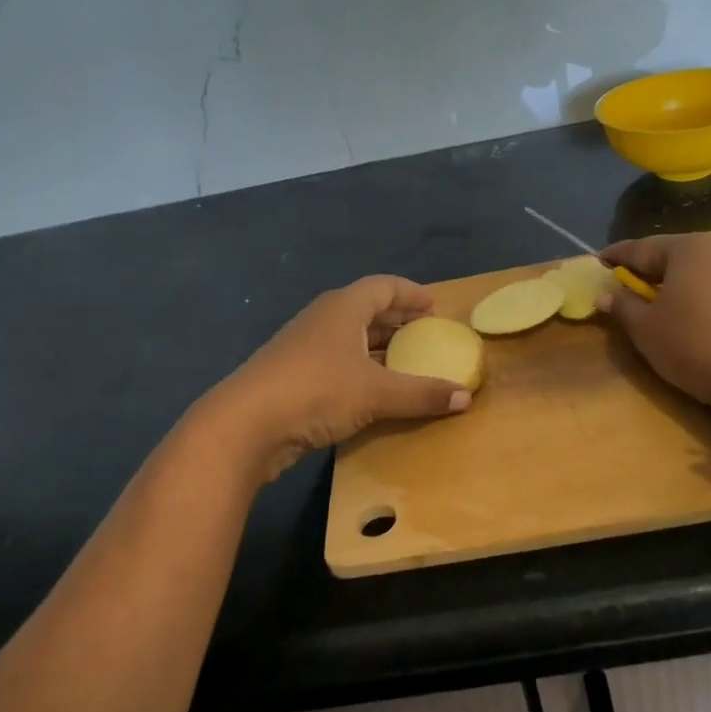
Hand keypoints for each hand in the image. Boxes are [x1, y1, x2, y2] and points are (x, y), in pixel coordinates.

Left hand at [200, 276, 469, 480]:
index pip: (383, 287)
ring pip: (349, 339)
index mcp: (343, 308)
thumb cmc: (317, 391)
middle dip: (396, 321)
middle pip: (365, 311)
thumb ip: (422, 393)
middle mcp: (323, 320)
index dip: (410, 293)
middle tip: (424, 333)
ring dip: (377, 348)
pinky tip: (372, 391)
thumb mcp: (377, 393)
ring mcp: (303, 348)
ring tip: (405, 362)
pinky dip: (360, 370)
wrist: (246, 424)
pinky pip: (336, 363)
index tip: (433, 306)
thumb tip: (465, 397)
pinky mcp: (293, 376)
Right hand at [600, 235, 710, 415]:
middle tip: (639, 287)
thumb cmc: (698, 349)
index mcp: (689, 251)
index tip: (600, 260)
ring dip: (694, 286)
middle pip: (681, 257)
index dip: (617, 256)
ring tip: (684, 308)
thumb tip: (607, 293)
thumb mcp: (647, 332)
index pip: (641, 248)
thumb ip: (623, 307)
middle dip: (658, 270)